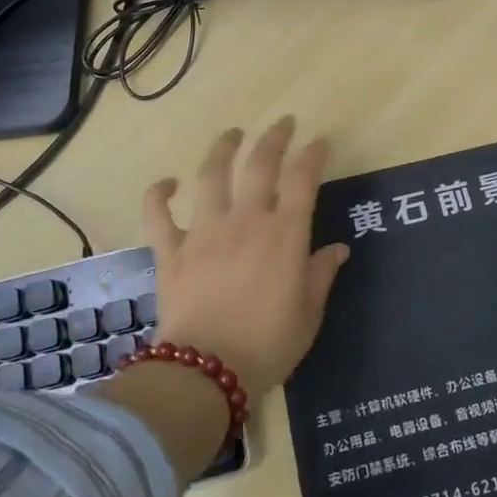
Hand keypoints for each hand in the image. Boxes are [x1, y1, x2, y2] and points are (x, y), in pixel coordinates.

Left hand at [142, 117, 350, 396]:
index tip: (319, 142)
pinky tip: (168, 183)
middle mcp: (245, 221)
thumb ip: (321, 275)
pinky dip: (159, 194)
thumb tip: (338, 249)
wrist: (206, 372)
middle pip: (260, 165)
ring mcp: (204, 232)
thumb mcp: (309, 315)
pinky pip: (158, 214)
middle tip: (283, 123)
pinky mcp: (171, 250)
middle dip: (274, 138)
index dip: (313, 155)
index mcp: (284, 235)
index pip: (303, 180)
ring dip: (222, 148)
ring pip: (211, 175)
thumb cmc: (268, 346)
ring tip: (232, 134)